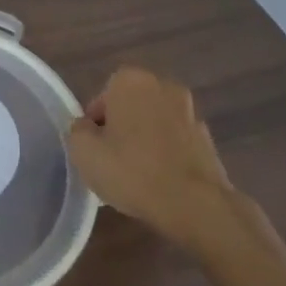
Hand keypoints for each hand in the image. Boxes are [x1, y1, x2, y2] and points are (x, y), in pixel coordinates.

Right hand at [67, 67, 242, 252]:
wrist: (195, 204)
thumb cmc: (132, 171)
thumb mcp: (83, 152)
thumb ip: (77, 130)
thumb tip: (86, 127)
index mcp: (131, 81)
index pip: (103, 97)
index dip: (95, 123)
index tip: (93, 148)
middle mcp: (163, 87)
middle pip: (131, 106)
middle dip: (122, 128)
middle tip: (111, 159)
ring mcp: (191, 112)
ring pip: (155, 124)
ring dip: (146, 141)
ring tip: (137, 175)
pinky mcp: (208, 140)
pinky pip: (176, 143)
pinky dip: (167, 156)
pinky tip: (160, 183)